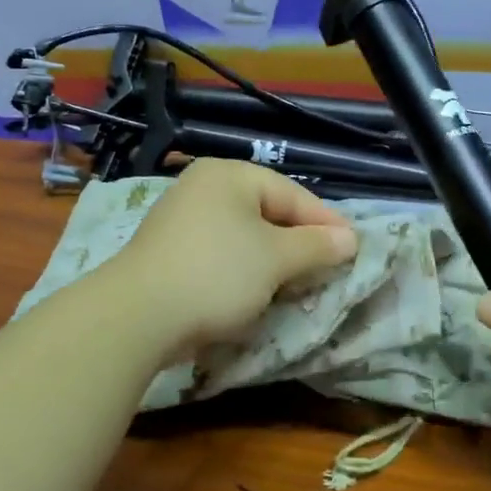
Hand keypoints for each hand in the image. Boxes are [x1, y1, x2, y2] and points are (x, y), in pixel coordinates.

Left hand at [106, 160, 357, 352]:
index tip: (354, 249)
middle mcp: (203, 187)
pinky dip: (242, 268)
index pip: (292, 194)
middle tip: (328, 267)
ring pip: (243, 235)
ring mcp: (180, 218)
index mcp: (230, 175)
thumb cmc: (216, 274)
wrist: (136, 316)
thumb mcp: (276, 259)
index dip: (326, 222)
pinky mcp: (168, 250)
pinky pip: (220, 252)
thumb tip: (350, 238)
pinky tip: (253, 291)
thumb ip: (317, 245)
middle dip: (299, 242)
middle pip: (267, 211)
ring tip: (296, 283)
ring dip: (272, 259)